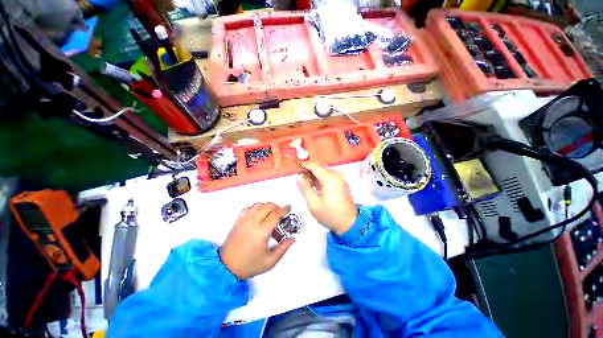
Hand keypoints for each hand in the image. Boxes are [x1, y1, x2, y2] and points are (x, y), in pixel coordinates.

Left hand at [219, 203, 294, 279]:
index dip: (284, 209)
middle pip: (267, 206)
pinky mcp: (237, 221)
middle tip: (280, 211)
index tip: (288, 207)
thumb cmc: (249, 265)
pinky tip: (258, 212)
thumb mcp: (270, 261)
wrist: (226, 268)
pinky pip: (248, 208)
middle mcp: (252, 223)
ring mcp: (244, 221)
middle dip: (276, 206)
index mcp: (262, 232)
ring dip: (266, 205)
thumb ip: (283, 248)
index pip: (275, 214)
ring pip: (257, 205)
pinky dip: (256, 207)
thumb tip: (292, 239)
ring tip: (271, 211)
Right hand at [296, 163, 357, 234]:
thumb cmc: (330, 215)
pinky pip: (329, 176)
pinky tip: (315, 186)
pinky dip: (321, 178)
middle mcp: (336, 175)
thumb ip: (305, 189)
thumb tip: (298, 177)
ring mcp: (340, 178)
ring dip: (314, 175)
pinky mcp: (342, 182)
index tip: (295, 169)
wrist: (349, 223)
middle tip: (299, 178)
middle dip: (308, 171)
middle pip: (319, 167)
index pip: (315, 166)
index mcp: (330, 179)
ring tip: (306, 184)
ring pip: (324, 171)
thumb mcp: (314, 204)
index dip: (304, 166)